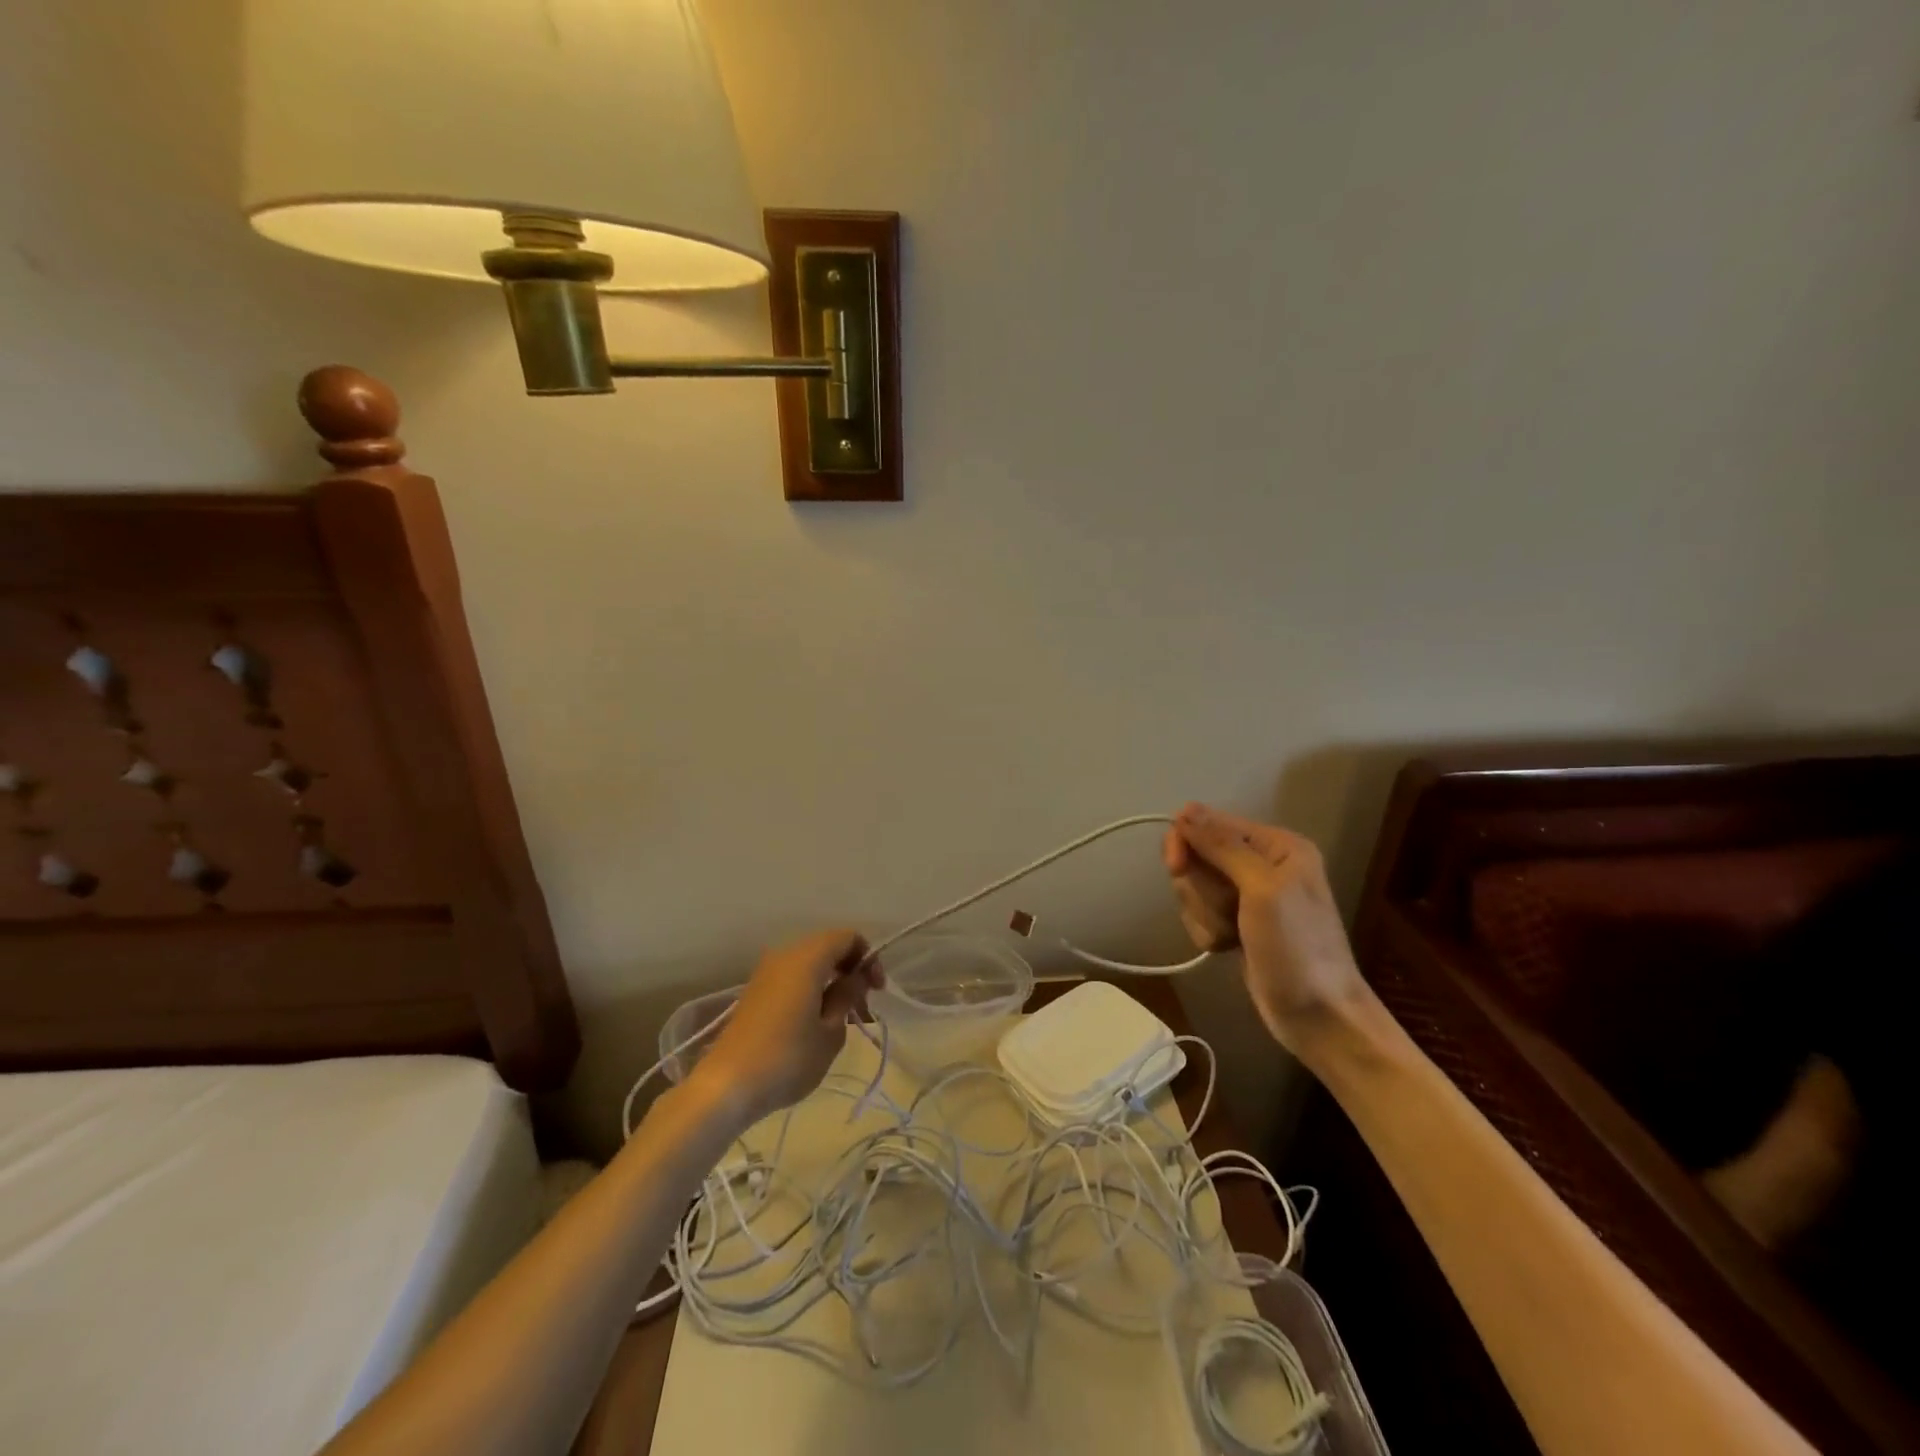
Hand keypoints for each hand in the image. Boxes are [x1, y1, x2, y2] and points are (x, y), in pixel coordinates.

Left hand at [689, 928, 882, 1125]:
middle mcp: (785, 954)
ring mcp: (766, 972)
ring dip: (831, 982)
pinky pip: (792, 977)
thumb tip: (853, 978)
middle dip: (850, 970)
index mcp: (807, 958)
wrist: (726, 1086)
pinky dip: (811, 989)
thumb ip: (846, 996)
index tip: (876, 991)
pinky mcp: (755, 992)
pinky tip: (816, 1023)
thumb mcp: (831, 1032)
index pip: (848, 937)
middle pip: (828, 946)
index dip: (868, 957)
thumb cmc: (787, 1058)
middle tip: (862, 1007)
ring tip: (842, 1019)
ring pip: (809, 963)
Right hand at [1163, 803, 1366, 1050]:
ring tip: (1230, 936)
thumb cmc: (1296, 950)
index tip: (1177, 868)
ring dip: (1203, 914)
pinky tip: (1226, 948)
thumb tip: (1185, 809)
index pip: (1209, 823)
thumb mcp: (1263, 890)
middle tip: (1224, 913)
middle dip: (1199, 888)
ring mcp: (1248, 895)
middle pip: (1198, 855)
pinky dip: (1206, 930)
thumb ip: (1223, 846)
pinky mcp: (1237, 922)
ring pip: (1195, 886)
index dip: (1186, 842)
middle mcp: (1263, 862)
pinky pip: (1201, 912)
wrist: (1319, 1019)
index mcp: (1276, 845)